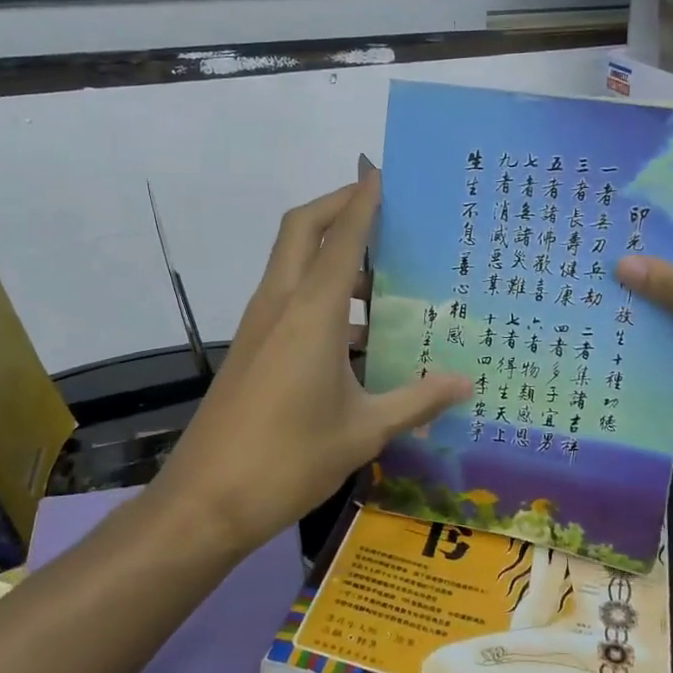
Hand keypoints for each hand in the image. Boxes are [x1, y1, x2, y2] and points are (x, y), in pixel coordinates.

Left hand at [153, 176, 471, 550]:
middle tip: (381, 206)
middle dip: (337, 206)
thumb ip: (417, 401)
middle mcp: (280, 305)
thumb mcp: (364, 431)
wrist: (205, 501)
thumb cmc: (288, 460)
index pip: (341, 237)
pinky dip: (321, 293)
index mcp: (311, 313)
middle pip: (301, 230)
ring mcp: (259, 326)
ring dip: (329, 253)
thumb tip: (466, 383)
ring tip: (383, 273)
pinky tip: (358, 333)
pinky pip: (289, 299)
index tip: (381, 171)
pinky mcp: (252, 349)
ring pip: (293, 264)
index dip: (362, 200)